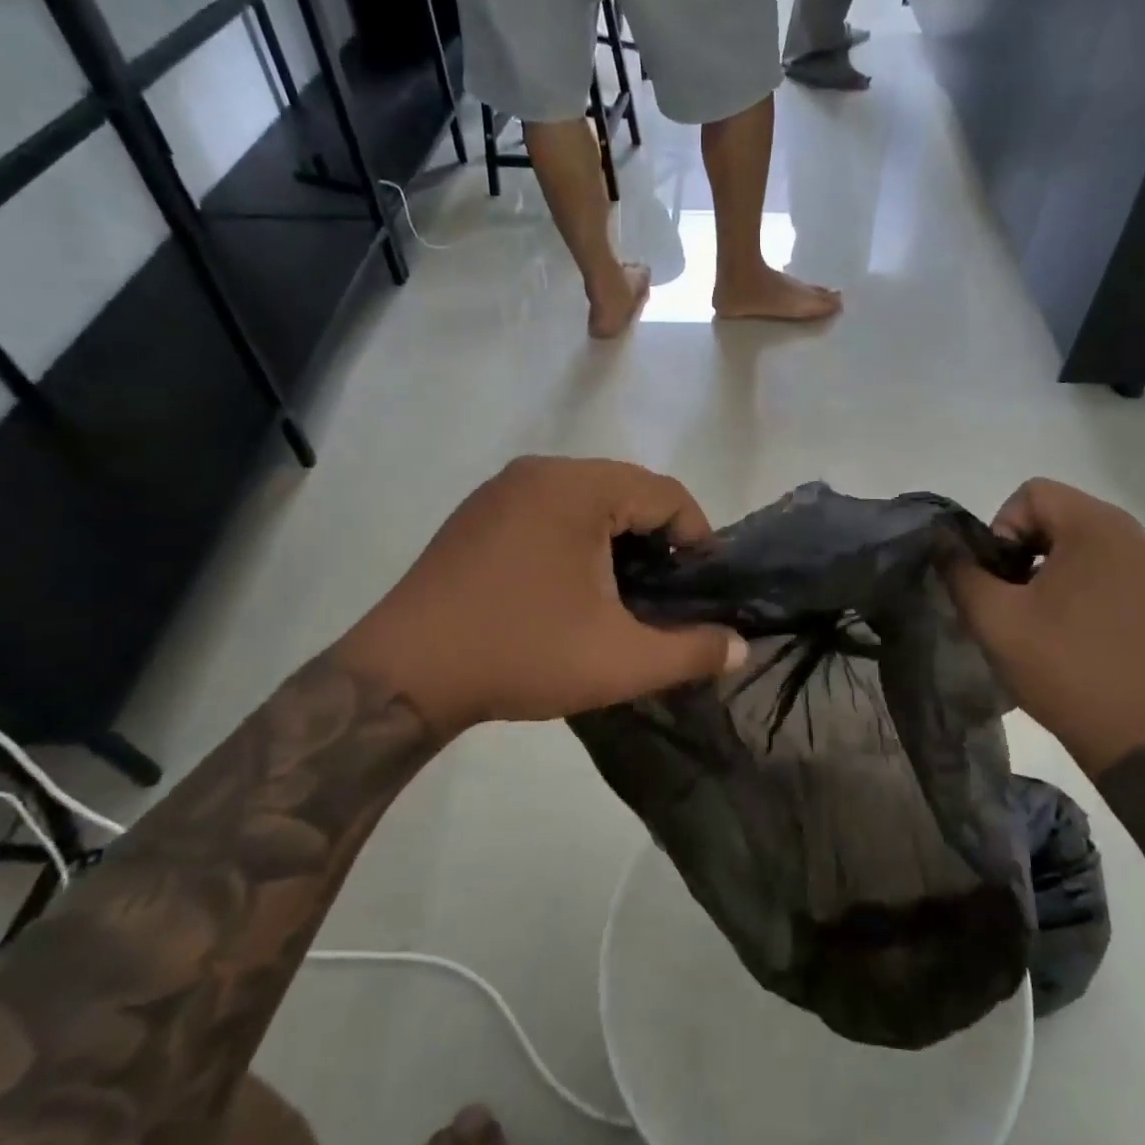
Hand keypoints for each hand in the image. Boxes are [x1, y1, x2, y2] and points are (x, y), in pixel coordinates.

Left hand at [332, 457, 747, 732]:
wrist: (404, 673)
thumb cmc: (520, 654)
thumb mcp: (620, 661)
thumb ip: (691, 651)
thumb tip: (740, 646)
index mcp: (578, 488)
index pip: (666, 493)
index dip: (697, 538)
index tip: (701, 588)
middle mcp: (540, 471)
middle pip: (628, 490)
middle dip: (657, 540)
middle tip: (665, 594)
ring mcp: (502, 488)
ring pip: (588, 499)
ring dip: (618, 539)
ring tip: (623, 592)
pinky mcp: (478, 513)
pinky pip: (550, 509)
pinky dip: (578, 537)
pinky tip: (572, 586)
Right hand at [948, 479, 1144, 774]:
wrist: (1143, 739)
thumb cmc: (1064, 669)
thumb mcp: (994, 618)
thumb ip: (960, 571)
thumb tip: (943, 543)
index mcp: (1099, 527)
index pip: (1032, 493)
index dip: (1000, 528)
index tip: (998, 578)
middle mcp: (1136, 534)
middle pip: (1059, 514)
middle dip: (1023, 548)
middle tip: (1010, 600)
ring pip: (1084, 542)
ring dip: (1050, 567)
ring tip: (1039, 618)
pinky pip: (1110, 567)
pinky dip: (1082, 583)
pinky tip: (1073, 629)